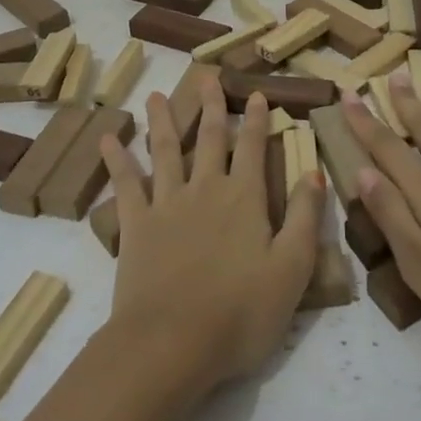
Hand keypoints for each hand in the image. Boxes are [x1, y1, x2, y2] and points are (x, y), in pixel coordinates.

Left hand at [100, 86, 323, 403]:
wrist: (172, 343)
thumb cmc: (240, 313)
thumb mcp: (291, 270)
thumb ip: (303, 217)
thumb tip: (314, 172)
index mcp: (244, 198)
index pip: (252, 148)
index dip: (257, 120)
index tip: (257, 94)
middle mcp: (205, 189)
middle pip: (209, 138)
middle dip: (211, 106)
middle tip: (207, 77)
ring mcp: (167, 203)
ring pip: (165, 151)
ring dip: (162, 121)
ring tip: (156, 95)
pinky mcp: (136, 225)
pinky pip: (125, 185)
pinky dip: (116, 160)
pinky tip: (106, 139)